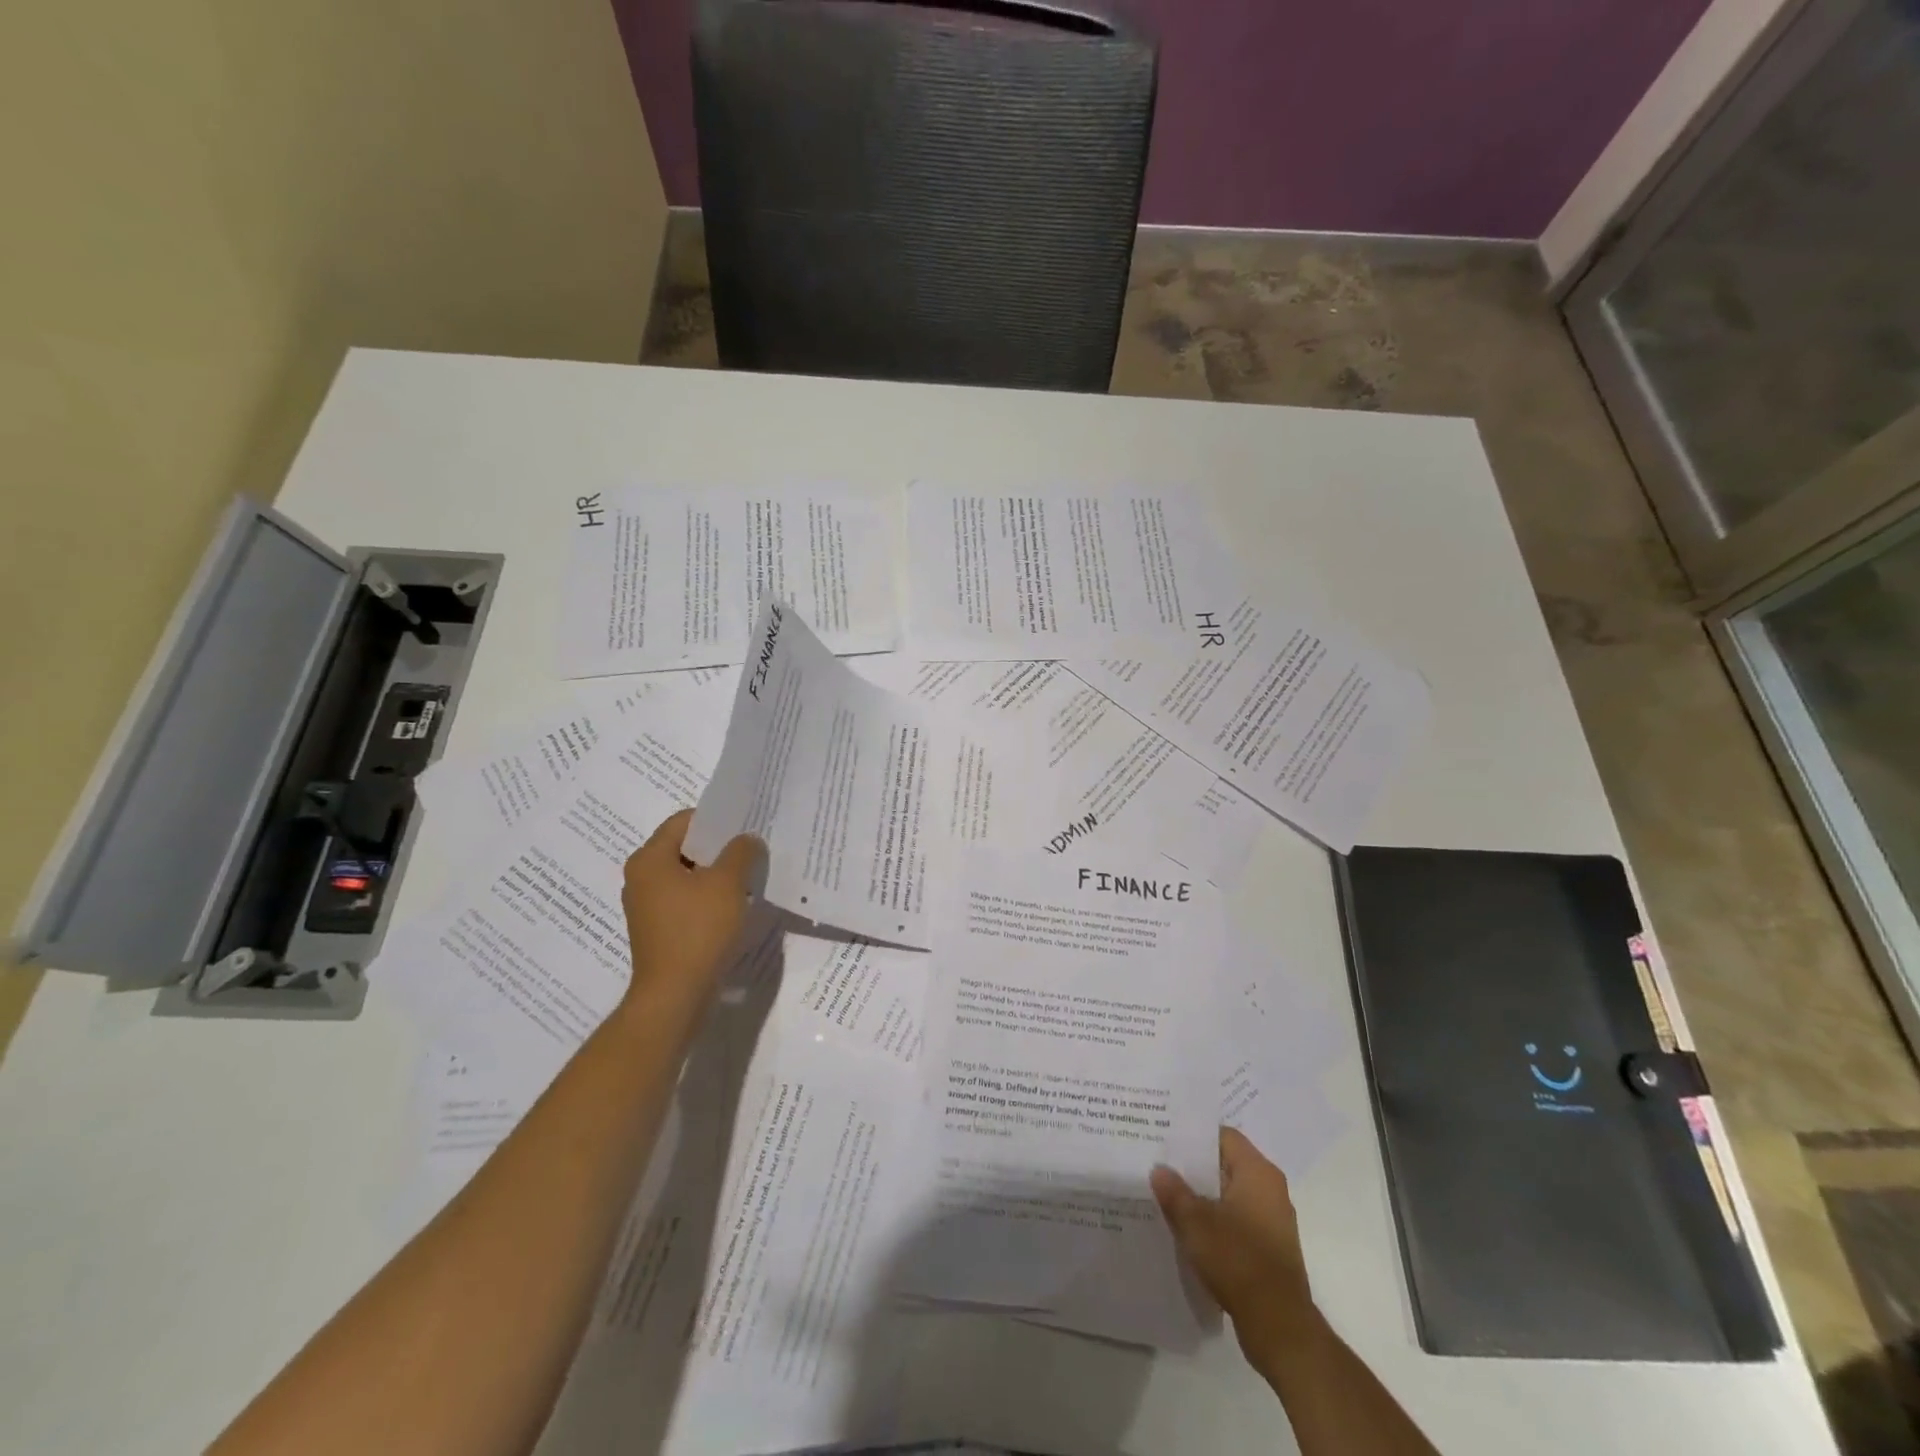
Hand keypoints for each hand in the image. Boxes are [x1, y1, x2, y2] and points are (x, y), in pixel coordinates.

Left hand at [619, 809, 762, 1014]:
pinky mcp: (658, 929)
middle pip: (684, 847)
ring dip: (716, 873)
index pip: (684, 821)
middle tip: (752, 848)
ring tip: (748, 876)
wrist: (675, 995)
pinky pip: (685, 900)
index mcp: (649, 859)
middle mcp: (641, 877)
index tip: (746, 825)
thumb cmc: (698, 930)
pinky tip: (733, 905)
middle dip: (719, 847)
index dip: (717, 819)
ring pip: (687, 875)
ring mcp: (647, 906)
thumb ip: (741, 852)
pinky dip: (708, 897)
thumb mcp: (728, 883)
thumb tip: (747, 840)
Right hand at [1152, 1127, 1319, 1372]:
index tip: (1164, 1136)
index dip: (1192, 1135)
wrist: (1279, 1326)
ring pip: (1229, 1193)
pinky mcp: (1269, 1247)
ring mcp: (1272, 1219)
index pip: (1222, 1136)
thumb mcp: (1195, 1222)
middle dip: (1194, 1166)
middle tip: (1159, 1163)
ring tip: (1168, 1194)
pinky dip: (1215, 1218)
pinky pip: (1237, 1219)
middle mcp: (1270, 1189)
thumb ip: (1174, 1192)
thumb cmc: (1238, 1260)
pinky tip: (1188, 1228)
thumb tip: (1159, 1170)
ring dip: (1202, 1194)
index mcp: (1258, 1172)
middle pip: (1226, 1163)